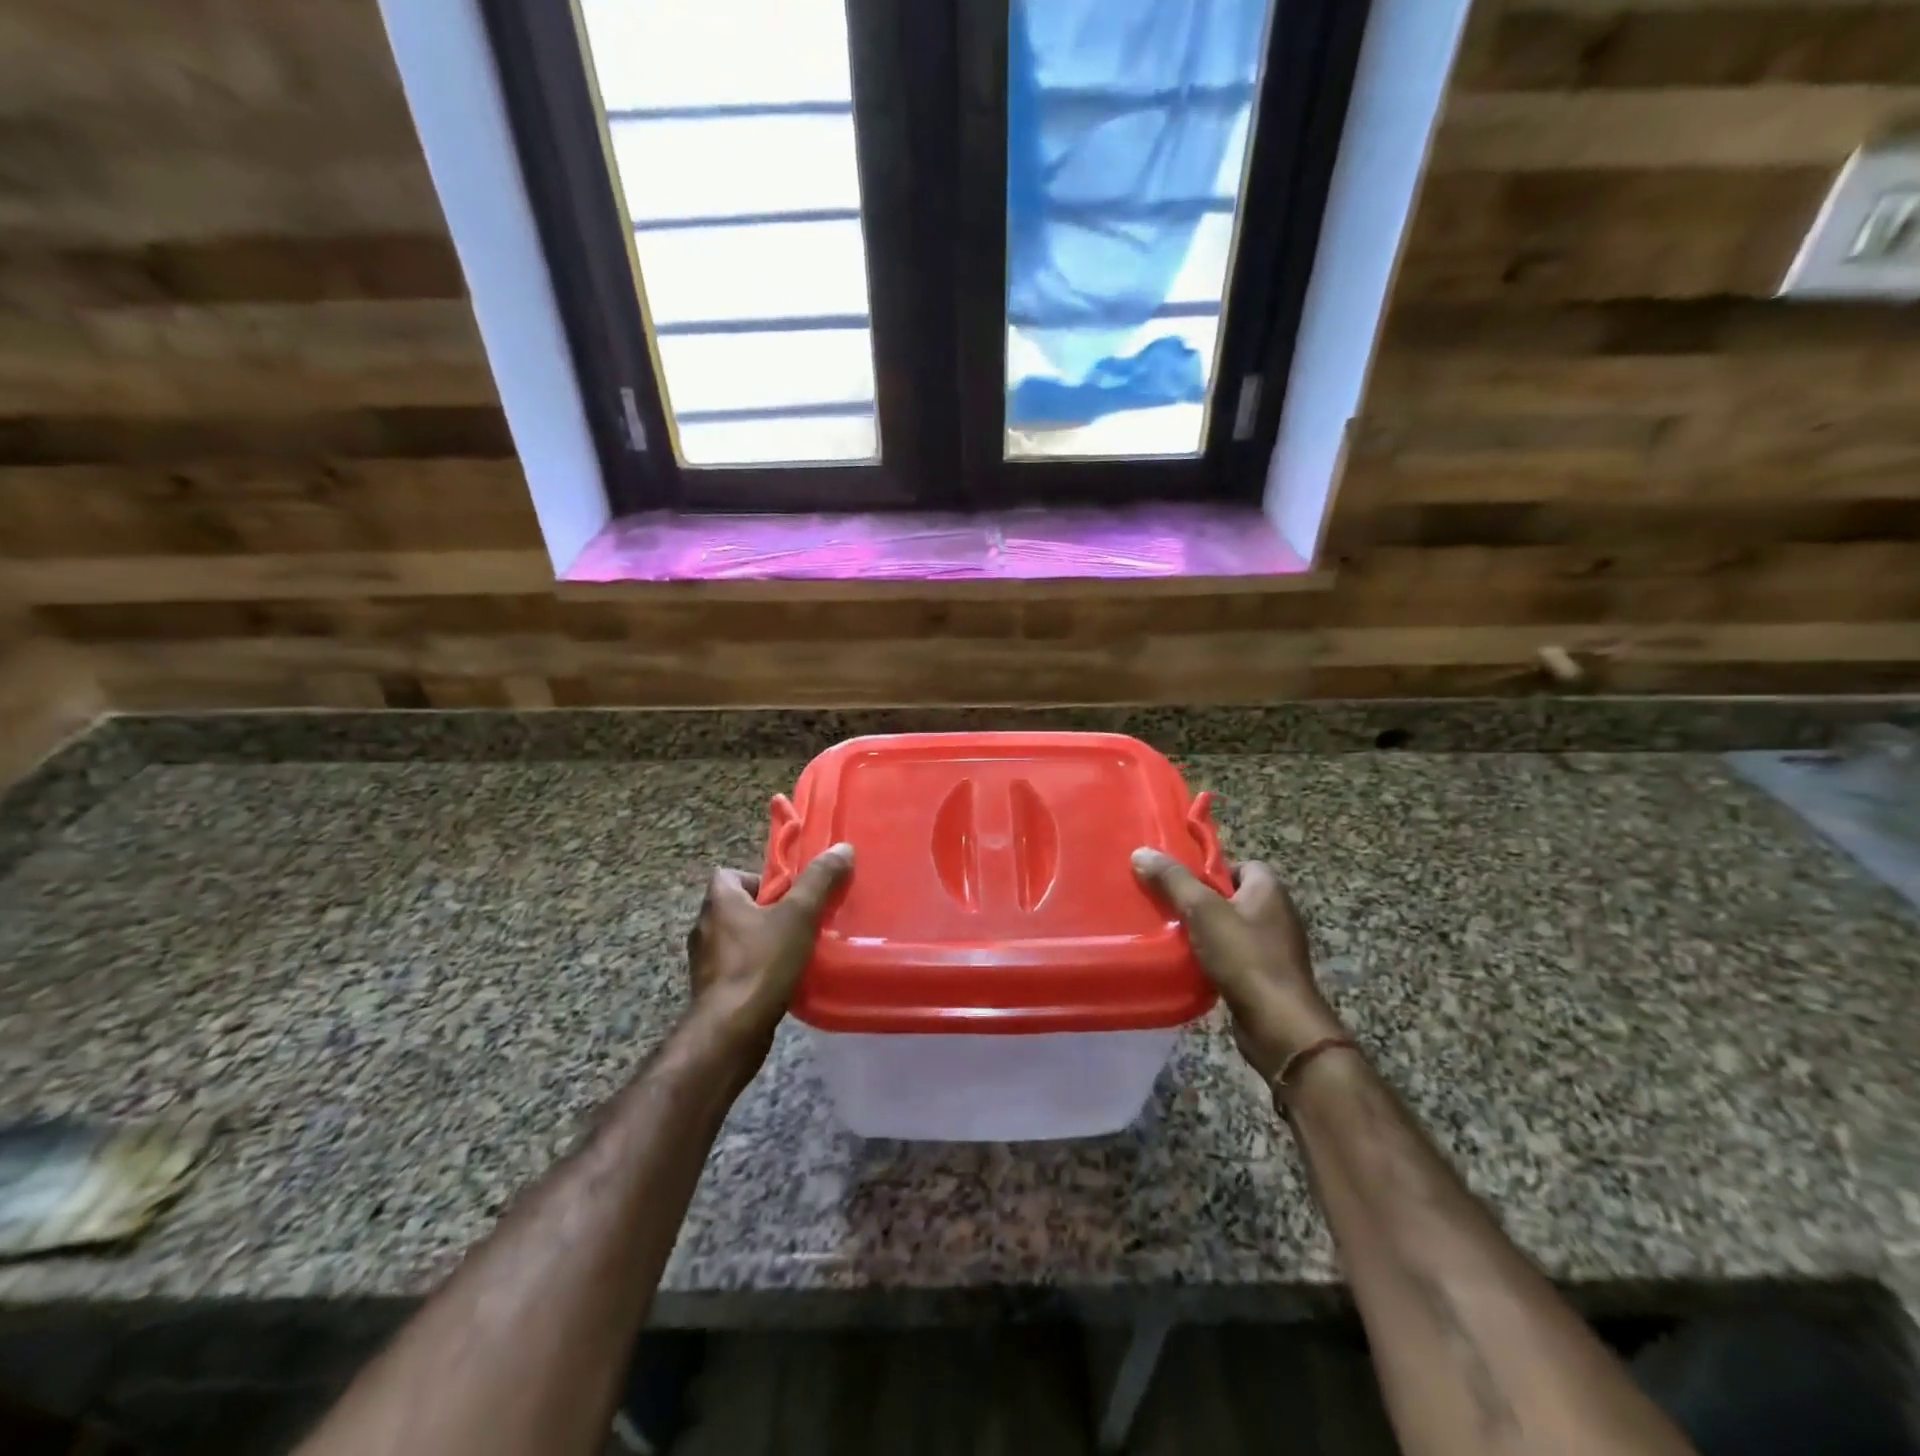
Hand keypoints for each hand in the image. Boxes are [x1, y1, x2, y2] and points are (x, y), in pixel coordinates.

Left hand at [685, 844, 853, 1076]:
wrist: (730, 1032)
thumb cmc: (761, 964)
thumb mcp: (798, 916)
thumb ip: (819, 881)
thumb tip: (842, 848)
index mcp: (718, 901)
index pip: (731, 874)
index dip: (760, 878)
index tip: (789, 893)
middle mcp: (704, 927)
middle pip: (738, 906)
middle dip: (768, 911)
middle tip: (801, 920)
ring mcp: (705, 962)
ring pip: (739, 939)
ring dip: (764, 941)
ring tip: (797, 951)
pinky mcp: (712, 991)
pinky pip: (738, 968)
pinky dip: (758, 969)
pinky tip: (783, 980)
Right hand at [1132, 849, 1344, 1081]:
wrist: (1278, 1025)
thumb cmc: (1244, 957)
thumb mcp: (1203, 911)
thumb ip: (1173, 880)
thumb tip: (1141, 852)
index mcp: (1269, 890)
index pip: (1241, 864)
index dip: (1211, 869)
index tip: (1181, 880)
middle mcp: (1277, 914)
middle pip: (1232, 896)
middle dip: (1202, 900)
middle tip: (1169, 905)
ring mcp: (1275, 948)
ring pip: (1231, 928)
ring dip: (1206, 931)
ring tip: (1172, 933)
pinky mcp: (1267, 976)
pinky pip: (1235, 956)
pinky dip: (1214, 957)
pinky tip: (1190, 963)